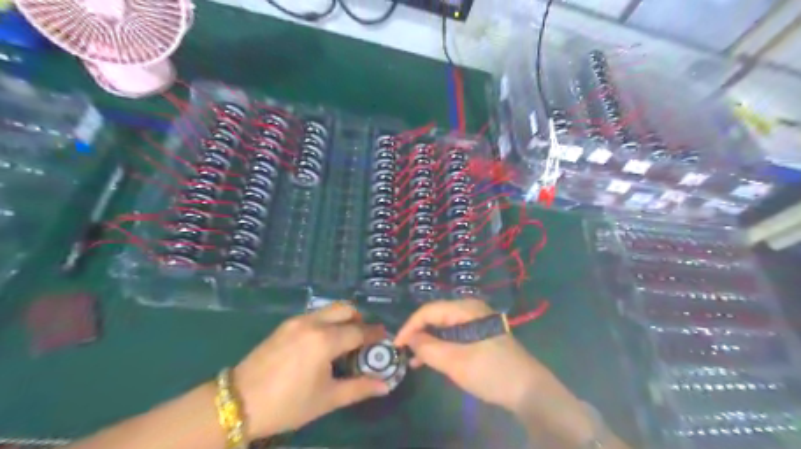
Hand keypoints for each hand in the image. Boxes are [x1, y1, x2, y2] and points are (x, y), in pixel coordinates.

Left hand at [236, 305, 390, 437]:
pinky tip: (323, 343)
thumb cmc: (287, 404)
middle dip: (359, 319)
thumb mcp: (327, 399)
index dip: (375, 334)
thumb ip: (359, 388)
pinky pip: (314, 315)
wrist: (238, 402)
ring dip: (342, 319)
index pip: (359, 331)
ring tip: (344, 341)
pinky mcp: (285, 325)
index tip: (385, 337)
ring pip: (329, 309)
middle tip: (364, 338)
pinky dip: (326, 322)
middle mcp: (313, 323)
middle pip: (345, 309)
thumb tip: (385, 386)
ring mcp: (297, 321)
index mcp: (325, 340)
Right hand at [394, 299, 550, 417]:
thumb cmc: (491, 371)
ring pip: (443, 326)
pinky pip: (453, 335)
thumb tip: (410, 339)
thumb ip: (429, 348)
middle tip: (403, 352)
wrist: (528, 389)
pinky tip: (431, 359)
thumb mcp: (456, 362)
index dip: (410, 326)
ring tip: (413, 360)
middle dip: (418, 333)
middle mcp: (470, 309)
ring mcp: (476, 321)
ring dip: (428, 341)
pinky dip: (441, 345)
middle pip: (436, 316)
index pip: (429, 310)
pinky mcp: (479, 335)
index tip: (396, 345)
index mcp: (466, 309)